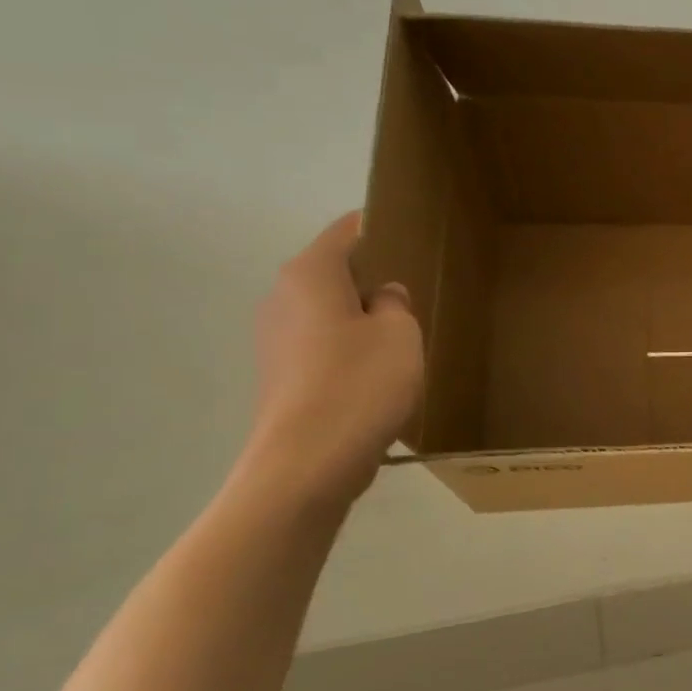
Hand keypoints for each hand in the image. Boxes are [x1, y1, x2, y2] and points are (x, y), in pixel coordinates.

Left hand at [242, 211, 423, 506]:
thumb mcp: (401, 333)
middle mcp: (282, 297)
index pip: (347, 231)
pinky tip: (377, 375)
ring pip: (328, 312)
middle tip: (416, 295)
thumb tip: (382, 296)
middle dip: (372, 279)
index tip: (414, 238)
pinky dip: (348, 350)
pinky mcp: (280, 376)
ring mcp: (274, 339)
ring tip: (402, 340)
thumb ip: (396, 303)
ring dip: (361, 319)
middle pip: (334, 272)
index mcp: (309, 274)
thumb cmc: (360, 383)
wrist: (308, 462)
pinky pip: (321, 346)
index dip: (381, 228)